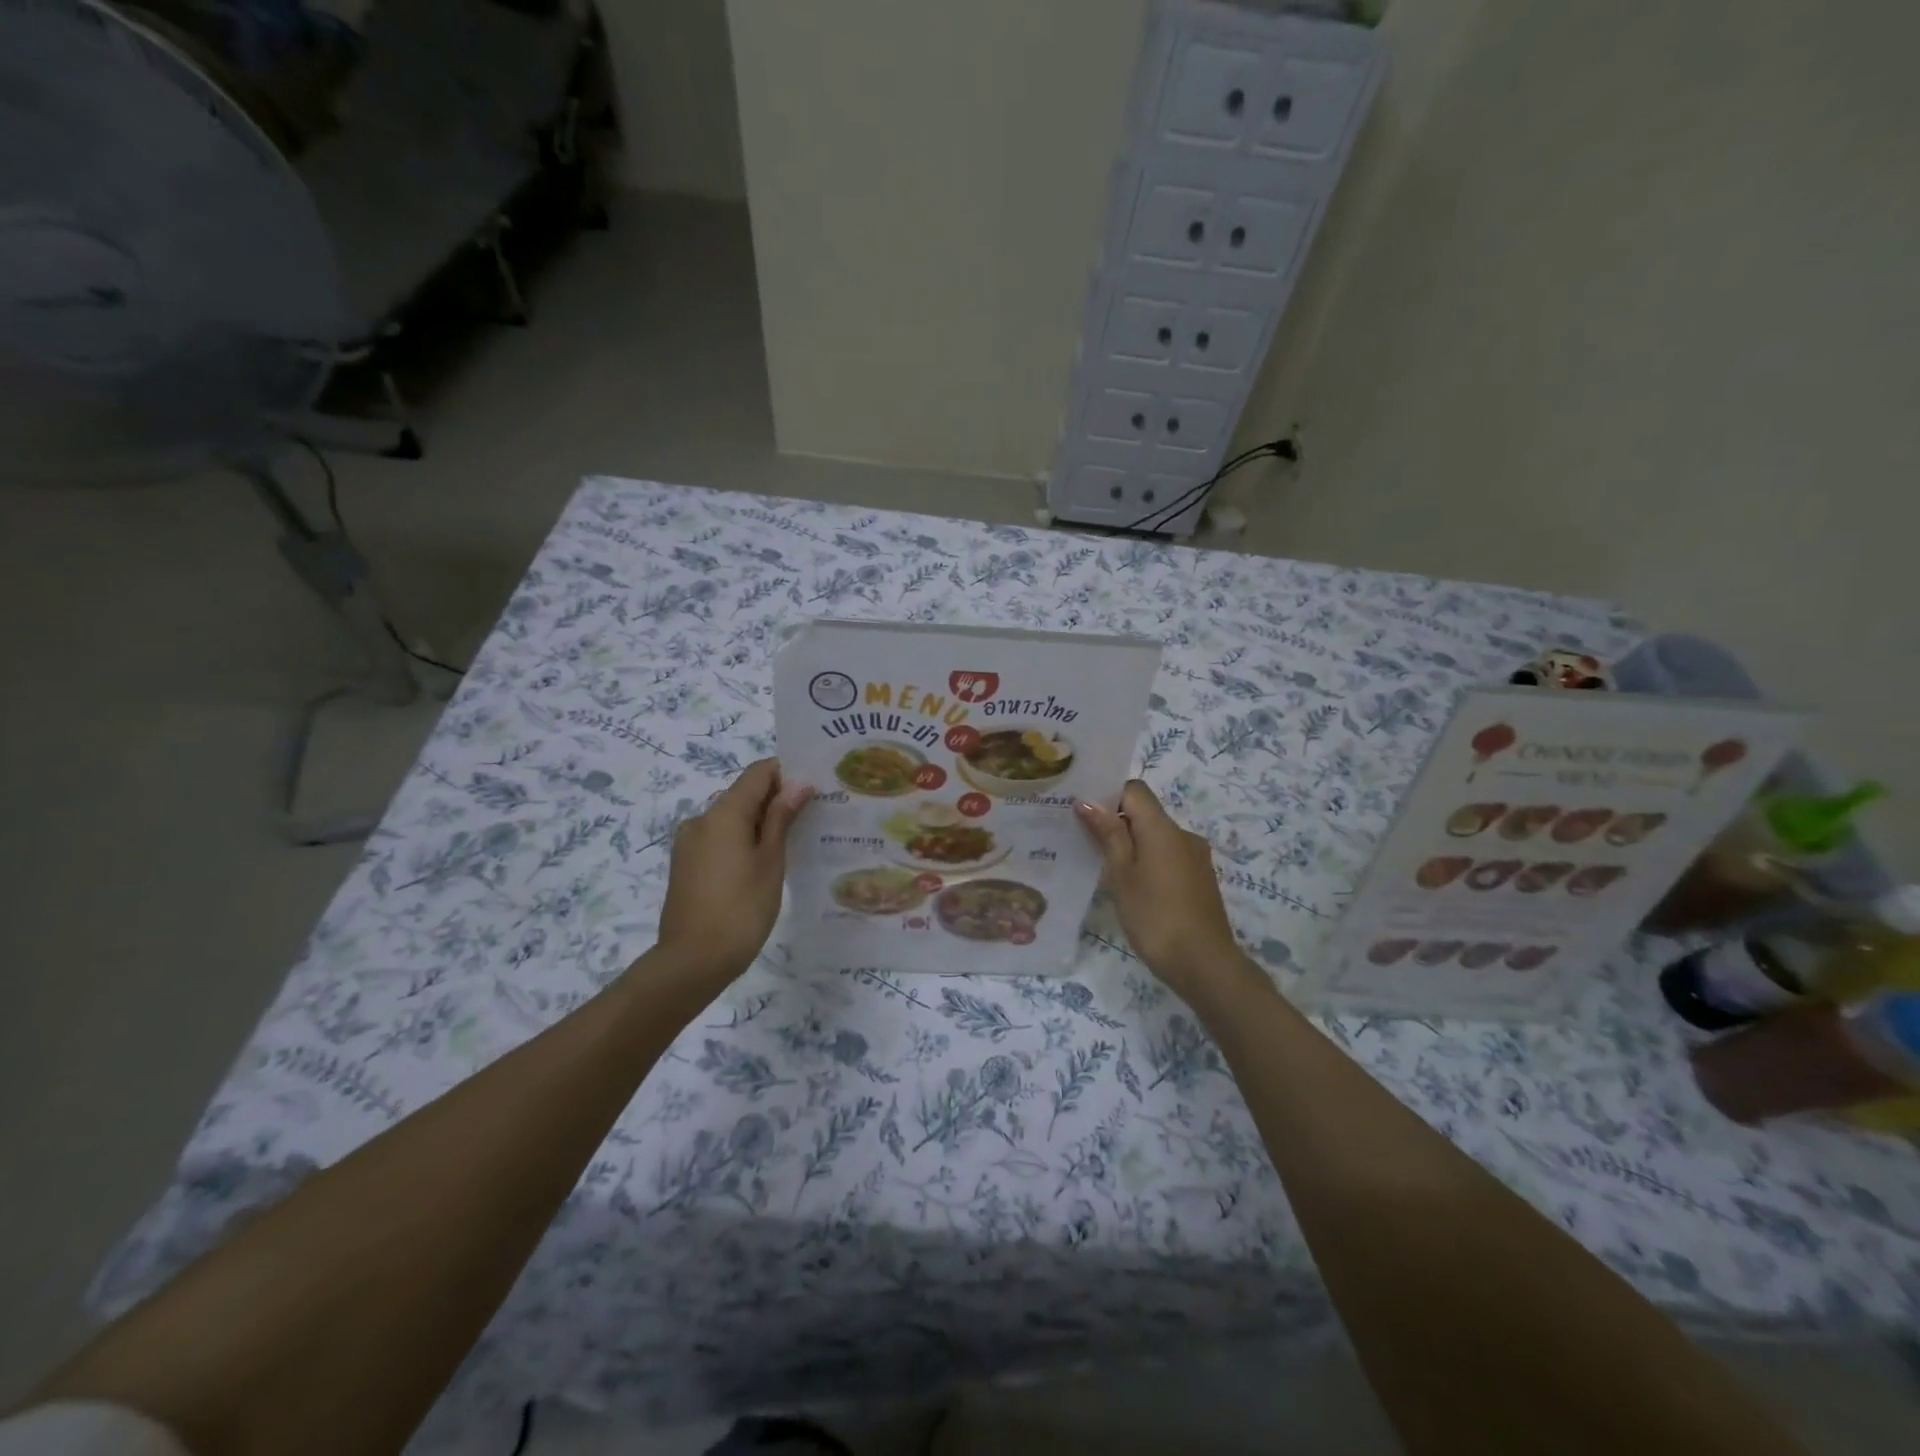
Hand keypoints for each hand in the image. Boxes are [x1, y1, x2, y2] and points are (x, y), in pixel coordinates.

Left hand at [655, 759, 812, 984]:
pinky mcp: (686, 864)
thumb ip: (782, 818)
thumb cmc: (741, 908)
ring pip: (731, 818)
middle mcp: (701, 819)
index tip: (814, 788)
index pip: (758, 773)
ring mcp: (689, 843)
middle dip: (776, 799)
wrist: (692, 961)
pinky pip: (719, 838)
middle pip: (744, 794)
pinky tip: (764, 863)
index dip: (787, 773)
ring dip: (760, 822)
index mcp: (723, 813)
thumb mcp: (771, 861)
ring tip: (792, 843)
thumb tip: (799, 784)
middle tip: (812, 817)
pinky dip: (743, 840)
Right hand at [1076, 781, 1259, 1007]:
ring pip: (1156, 838)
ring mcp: (1195, 858)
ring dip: (1132, 846)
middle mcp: (1183, 835)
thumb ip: (1108, 835)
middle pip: (1145, 814)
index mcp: (1162, 828)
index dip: (1109, 795)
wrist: (1204, 964)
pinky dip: (1148, 863)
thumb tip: (1088, 801)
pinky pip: (1168, 857)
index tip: (1085, 815)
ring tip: (1106, 871)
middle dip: (1116, 823)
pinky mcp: (1200, 879)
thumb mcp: (1122, 875)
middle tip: (1085, 843)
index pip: (1134, 790)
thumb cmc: (1155, 916)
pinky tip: (1134, 889)